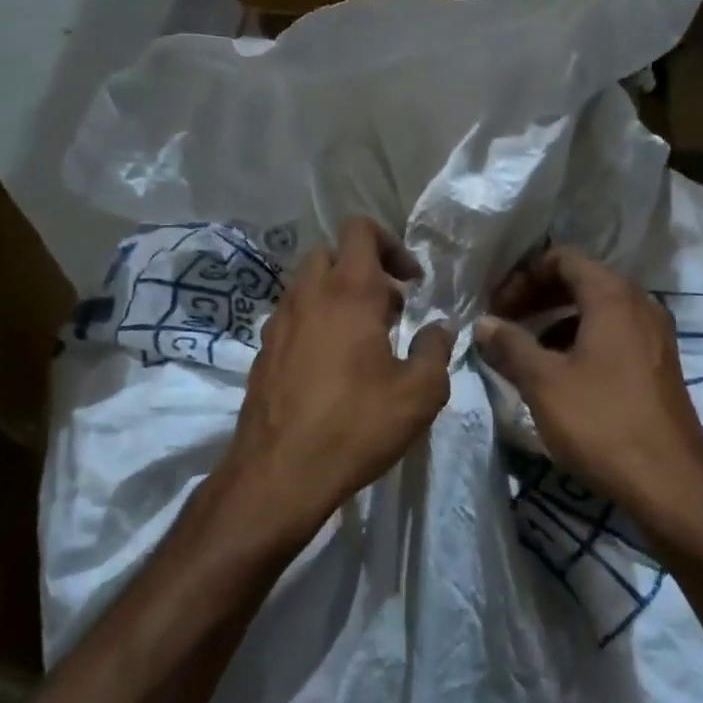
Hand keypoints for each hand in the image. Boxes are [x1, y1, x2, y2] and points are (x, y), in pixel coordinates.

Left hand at [221, 218, 454, 552]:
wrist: (279, 473)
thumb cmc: (356, 426)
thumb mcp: (419, 393)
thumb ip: (436, 350)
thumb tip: (440, 328)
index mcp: (348, 292)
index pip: (361, 230)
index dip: (391, 245)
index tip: (411, 283)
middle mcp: (308, 296)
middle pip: (332, 253)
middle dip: (364, 269)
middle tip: (389, 309)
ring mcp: (278, 323)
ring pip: (308, 285)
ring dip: (338, 296)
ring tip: (364, 341)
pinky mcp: (262, 352)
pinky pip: (292, 317)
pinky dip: (315, 322)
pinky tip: (332, 367)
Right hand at [475, 247, 702, 539]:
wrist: (670, 484)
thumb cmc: (602, 423)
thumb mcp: (544, 382)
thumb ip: (510, 345)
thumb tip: (484, 323)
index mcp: (613, 297)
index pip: (562, 258)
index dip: (522, 276)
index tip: (495, 306)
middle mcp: (639, 305)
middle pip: (581, 280)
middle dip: (537, 297)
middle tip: (504, 323)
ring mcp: (655, 336)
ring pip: (597, 310)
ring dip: (556, 321)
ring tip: (525, 352)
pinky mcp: (659, 365)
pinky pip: (613, 336)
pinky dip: (580, 341)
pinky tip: (560, 375)